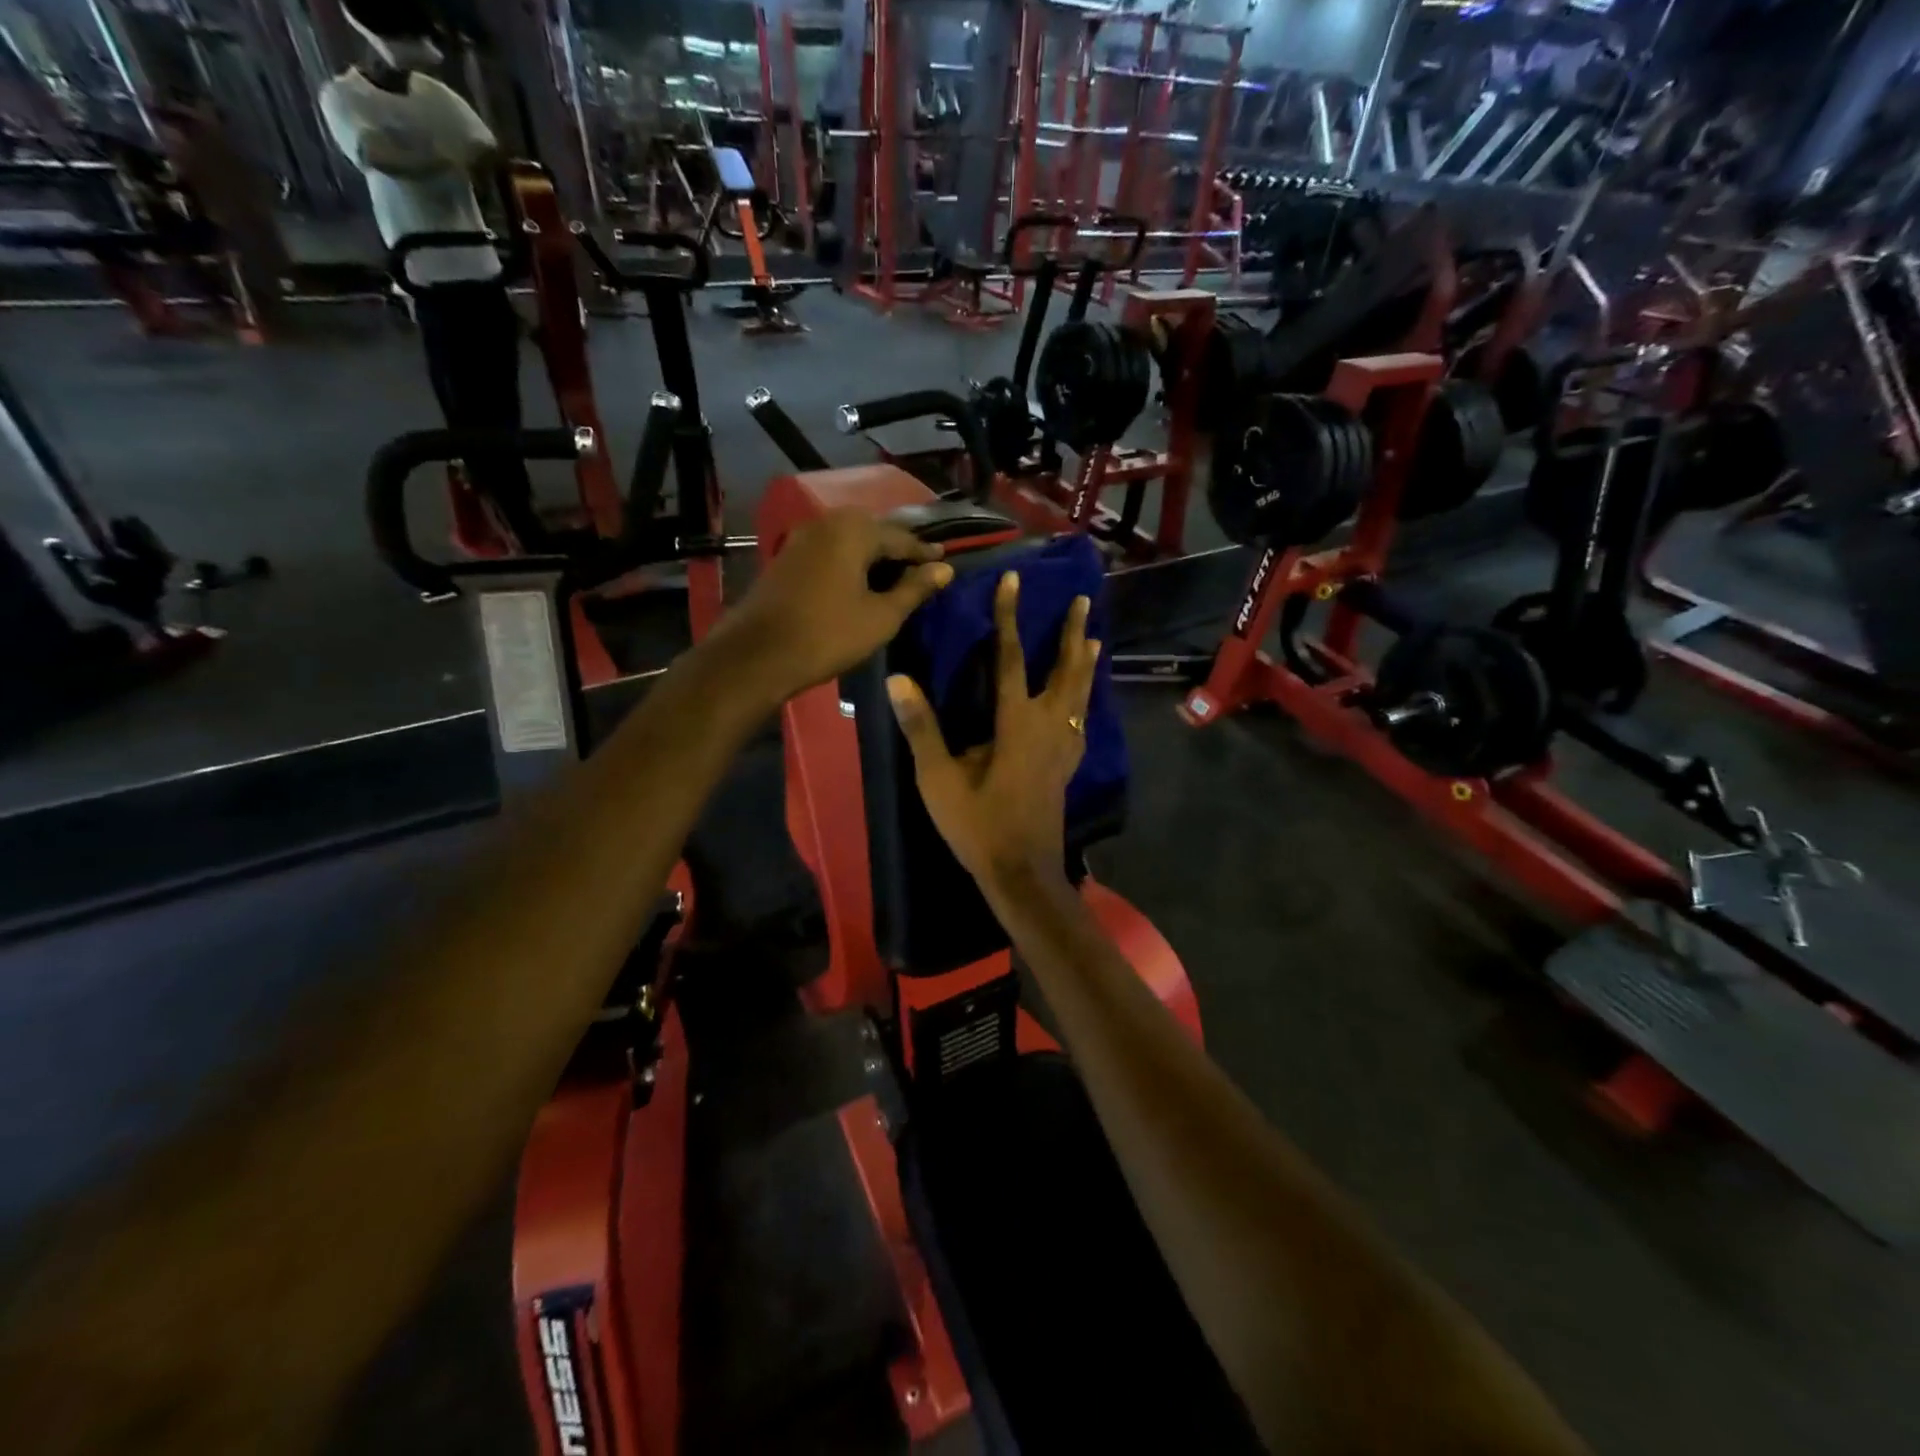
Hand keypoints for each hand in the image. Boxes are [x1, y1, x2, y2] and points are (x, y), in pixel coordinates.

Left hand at [712, 508, 952, 706]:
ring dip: (872, 556)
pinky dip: (849, 563)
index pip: (901, 537)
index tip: (945, 561)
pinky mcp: (786, 557)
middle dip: (897, 549)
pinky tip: (859, 582)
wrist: (758, 655)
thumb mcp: (881, 616)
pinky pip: (829, 552)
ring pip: (848, 541)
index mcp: (854, 530)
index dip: (925, 553)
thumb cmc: (829, 635)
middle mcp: (826, 523)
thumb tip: (944, 569)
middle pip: (873, 532)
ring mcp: (801, 538)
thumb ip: (914, 589)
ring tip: (892, 577)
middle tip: (920, 568)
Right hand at [886, 571, 1099, 888]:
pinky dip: (1084, 699)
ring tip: (1094, 640)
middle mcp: (1048, 726)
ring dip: (1086, 663)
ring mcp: (1064, 748)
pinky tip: (1082, 702)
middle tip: (1084, 601)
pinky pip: (1081, 720)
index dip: (1009, 617)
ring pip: (1081, 694)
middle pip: (1065, 670)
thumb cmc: (978, 825)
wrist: (1021, 872)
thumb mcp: (939, 779)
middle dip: (1072, 633)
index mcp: (1016, 723)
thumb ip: (922, 728)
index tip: (1012, 580)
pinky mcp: (1068, 766)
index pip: (1011, 658)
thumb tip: (898, 680)